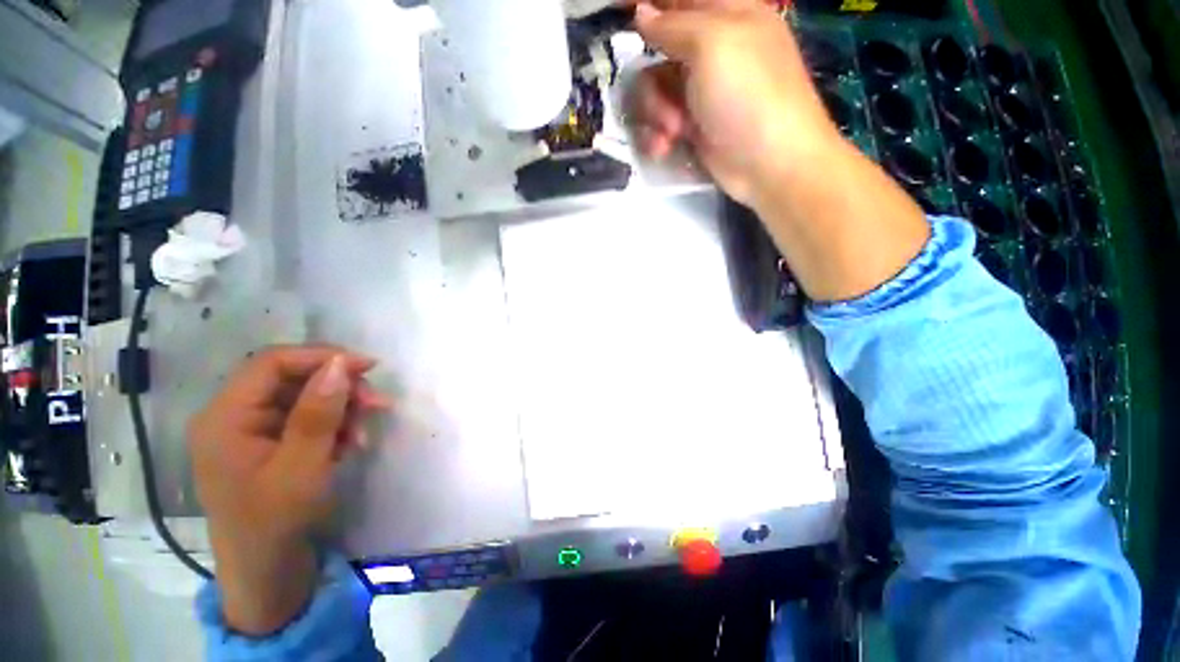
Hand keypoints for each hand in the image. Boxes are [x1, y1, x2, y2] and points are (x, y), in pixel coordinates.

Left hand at [188, 346, 390, 635]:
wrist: (267, 572)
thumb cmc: (276, 523)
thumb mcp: (302, 467)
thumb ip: (319, 413)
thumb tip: (340, 364)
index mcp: (225, 418)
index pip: (272, 363)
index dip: (322, 357)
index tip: (368, 367)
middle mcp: (234, 416)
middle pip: (292, 378)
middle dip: (339, 387)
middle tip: (376, 403)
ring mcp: (252, 430)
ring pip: (306, 397)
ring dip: (342, 408)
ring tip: (363, 433)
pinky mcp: (270, 443)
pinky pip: (308, 418)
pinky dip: (335, 425)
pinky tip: (350, 443)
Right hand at [630, 0, 928, 300]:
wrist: (770, 164)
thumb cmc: (749, 96)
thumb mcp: (713, 45)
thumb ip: (673, 25)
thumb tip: (642, 12)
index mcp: (725, 14)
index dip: (648, 6)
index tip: (615, 11)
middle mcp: (710, 50)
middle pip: (656, 51)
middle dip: (652, 84)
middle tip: (667, 109)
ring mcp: (700, 91)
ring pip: (653, 91)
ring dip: (654, 116)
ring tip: (671, 135)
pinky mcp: (692, 125)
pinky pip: (659, 121)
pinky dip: (657, 136)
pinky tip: (666, 148)